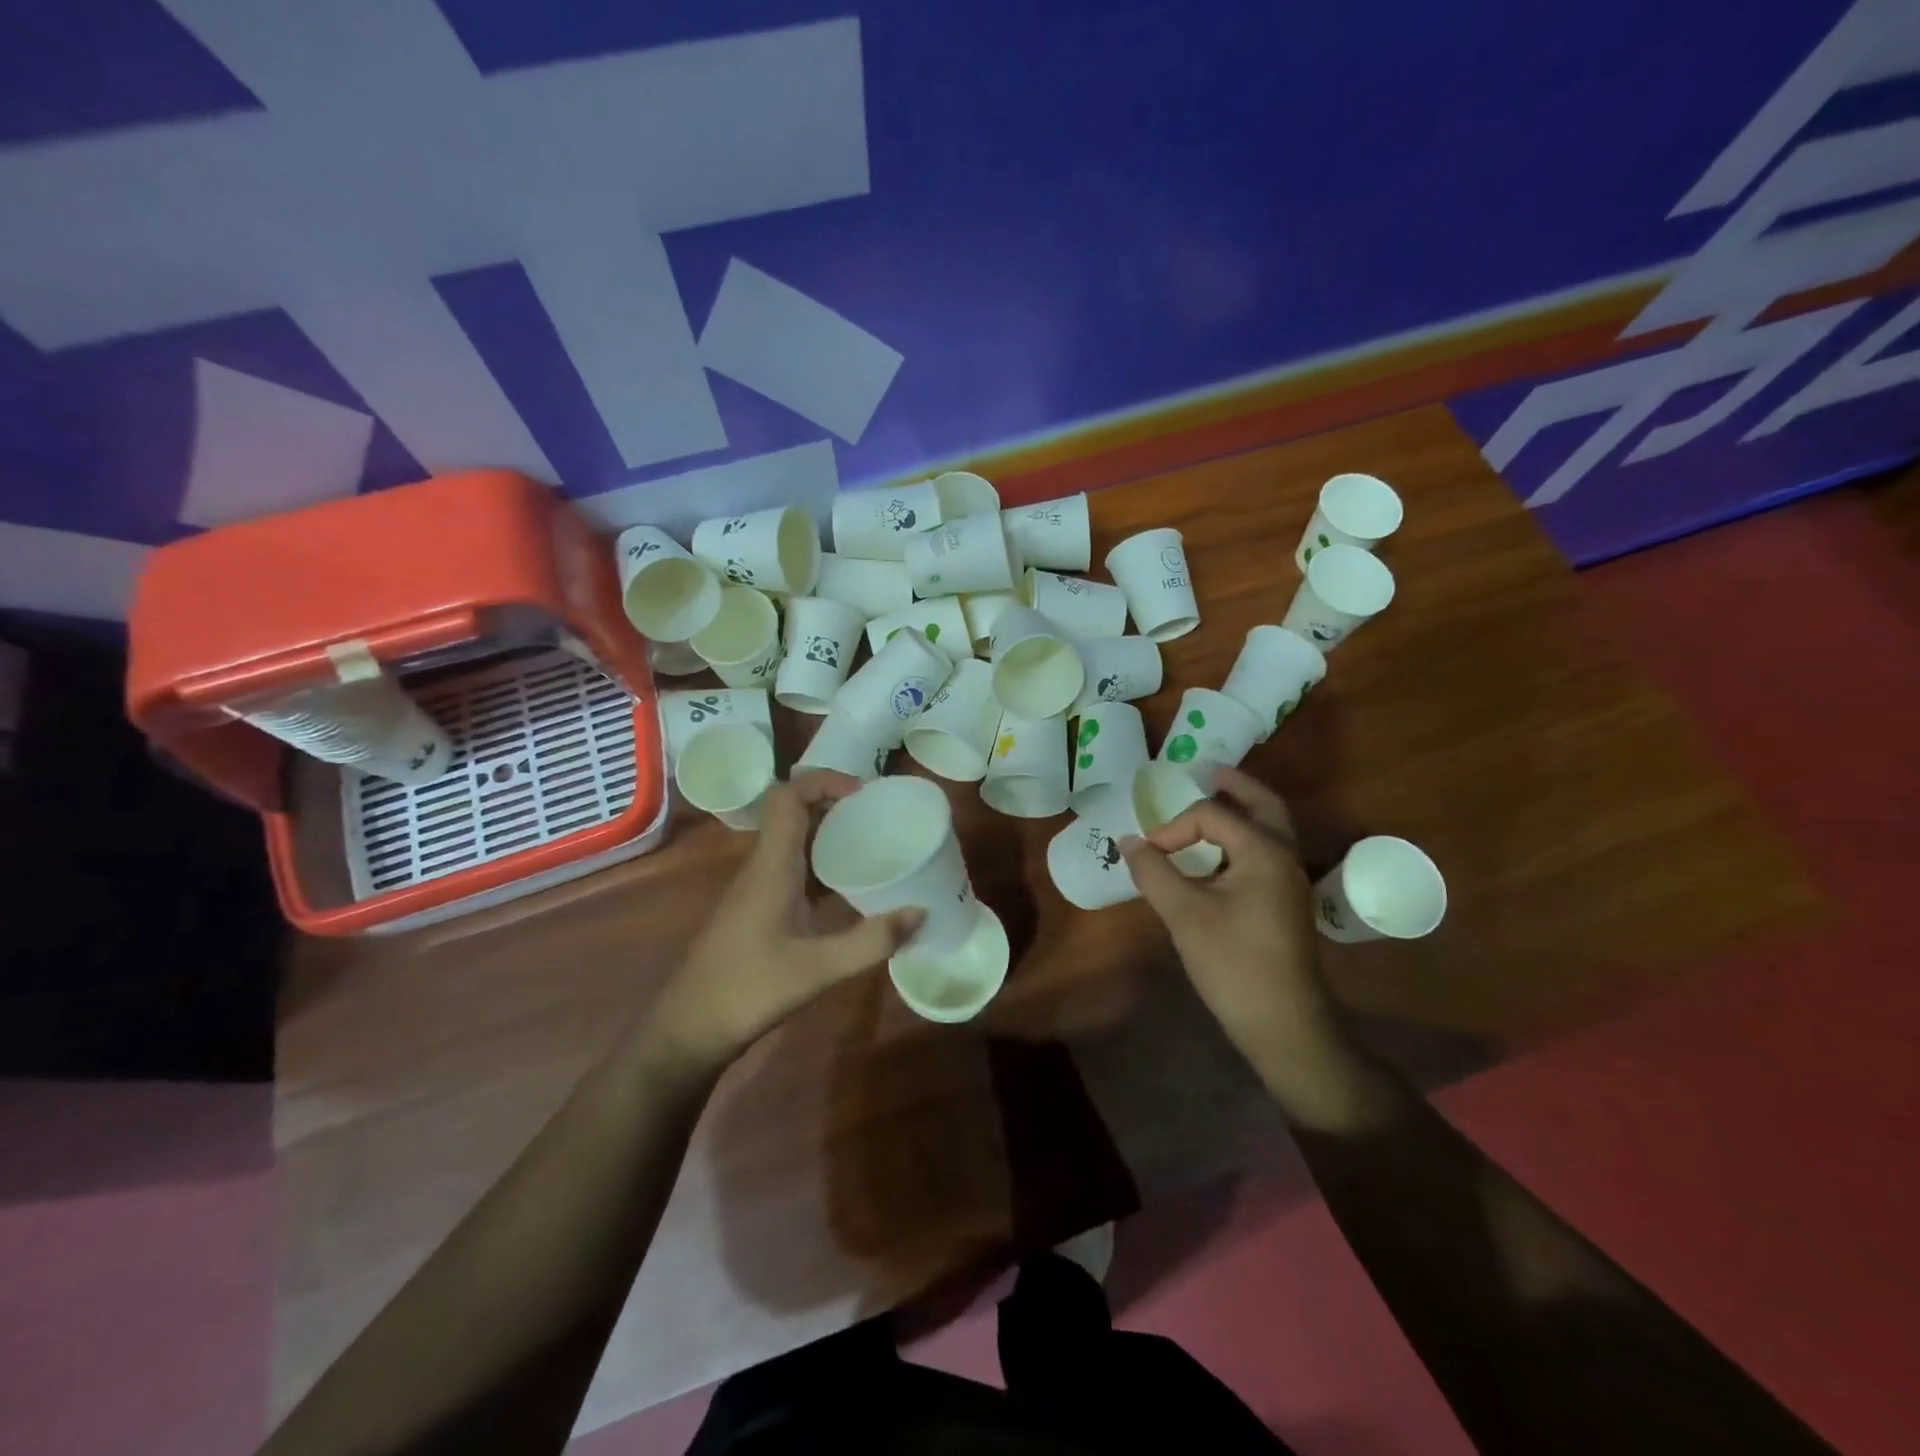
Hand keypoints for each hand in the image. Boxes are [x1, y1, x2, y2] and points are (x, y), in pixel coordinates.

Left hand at [649, 772, 922, 1067]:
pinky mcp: (758, 908)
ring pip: (792, 840)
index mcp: (771, 866)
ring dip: (828, 832)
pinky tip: (848, 886)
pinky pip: (792, 867)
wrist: (688, 1029)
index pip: (789, 796)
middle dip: (834, 802)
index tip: (864, 792)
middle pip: (793, 812)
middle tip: (878, 814)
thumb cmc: (748, 990)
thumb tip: (920, 912)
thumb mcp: (818, 969)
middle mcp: (762, 867)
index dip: (824, 780)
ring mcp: (756, 887)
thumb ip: (871, 941)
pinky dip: (821, 862)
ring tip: (872, 841)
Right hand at [1122, 768, 1365, 1117]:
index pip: (1212, 815)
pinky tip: (1217, 854)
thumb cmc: (1233, 963)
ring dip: (1242, 810)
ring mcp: (1289, 882)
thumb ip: (1154, 872)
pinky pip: (1265, 853)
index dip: (1173, 827)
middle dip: (1234, 786)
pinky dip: (1242, 838)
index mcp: (1264, 851)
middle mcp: (1284, 857)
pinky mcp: (1284, 904)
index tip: (1147, 854)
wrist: (1283, 1025)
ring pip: (1270, 829)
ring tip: (1212, 800)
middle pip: (1263, 805)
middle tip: (1206, 771)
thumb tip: (1129, 841)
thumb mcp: (1184, 915)